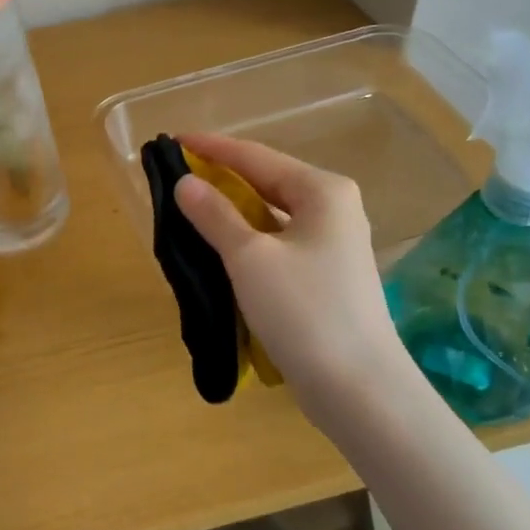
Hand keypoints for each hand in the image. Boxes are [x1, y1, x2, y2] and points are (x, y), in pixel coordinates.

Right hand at [174, 134, 412, 420]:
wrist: (358, 388)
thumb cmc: (304, 311)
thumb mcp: (249, 258)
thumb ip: (214, 215)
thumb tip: (185, 183)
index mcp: (322, 191)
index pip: (255, 156)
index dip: (211, 148)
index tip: (172, 141)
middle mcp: (333, 208)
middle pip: (266, 181)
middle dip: (220, 179)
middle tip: (176, 178)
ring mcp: (333, 243)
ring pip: (271, 214)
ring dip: (231, 211)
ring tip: (189, 210)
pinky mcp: (326, 274)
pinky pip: (277, 242)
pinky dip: (247, 239)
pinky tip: (220, 249)